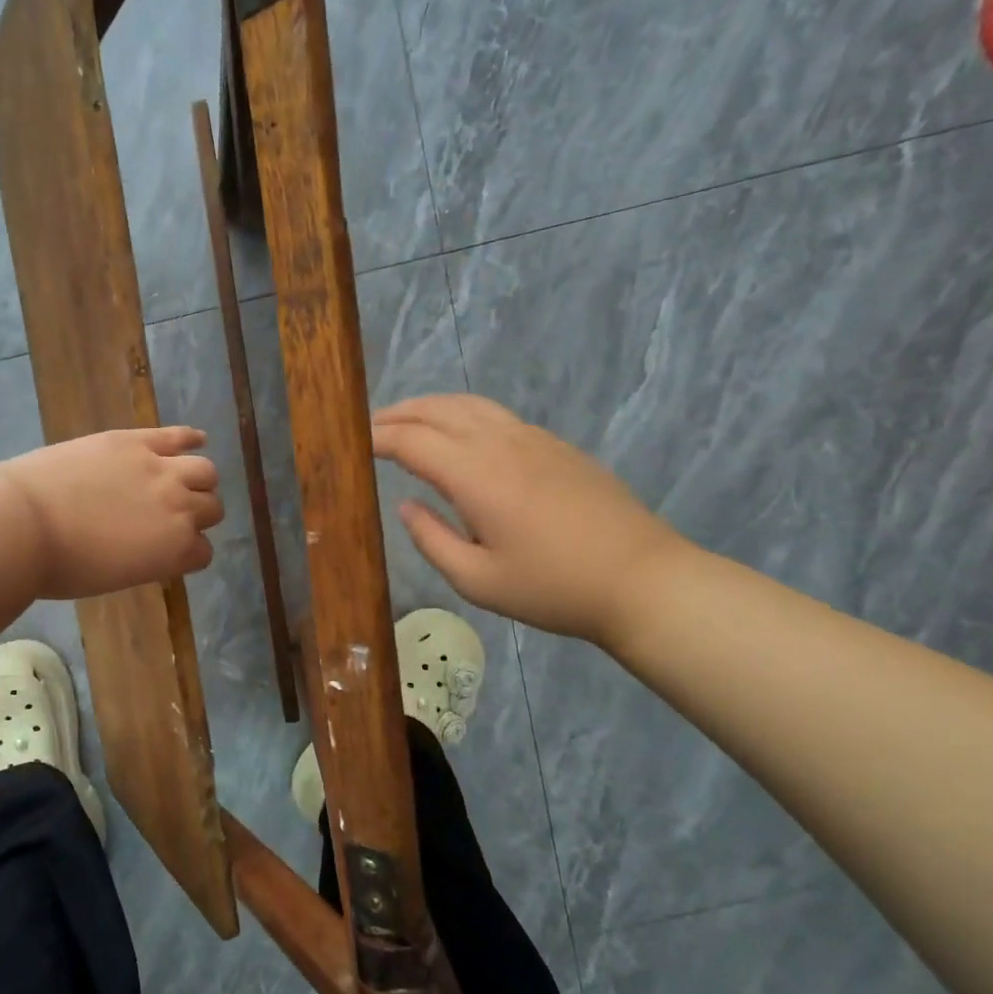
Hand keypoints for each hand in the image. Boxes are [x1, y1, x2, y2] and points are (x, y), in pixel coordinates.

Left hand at [0, 426, 222, 599]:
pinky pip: (176, 435)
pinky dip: (191, 437)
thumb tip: (150, 546)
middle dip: (199, 515)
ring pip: (205, 470)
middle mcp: (180, 509)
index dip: (189, 551)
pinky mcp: (135, 441)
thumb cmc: (62, 566)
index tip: (171, 550)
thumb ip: (146, 559)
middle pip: (211, 508)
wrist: (24, 524)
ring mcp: (160, 469)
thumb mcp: (115, 576)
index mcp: (176, 551)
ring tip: (185, 481)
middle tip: (175, 516)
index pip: (203, 552)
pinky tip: (196, 439)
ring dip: (200, 480)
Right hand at [372, 394, 685, 644]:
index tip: (351, 442)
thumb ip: (432, 539)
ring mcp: (533, 439)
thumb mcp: (478, 581)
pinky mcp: (556, 446)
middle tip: (370, 426)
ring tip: (408, 421)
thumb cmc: (552, 588)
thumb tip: (406, 506)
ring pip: (470, 405)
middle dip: (399, 413)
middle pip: (439, 410)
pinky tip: (460, 437)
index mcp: (476, 474)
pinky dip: (463, 415)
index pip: (412, 441)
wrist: (641, 579)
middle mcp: (501, 443)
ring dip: (432, 407)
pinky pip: (497, 416)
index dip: (377, 438)